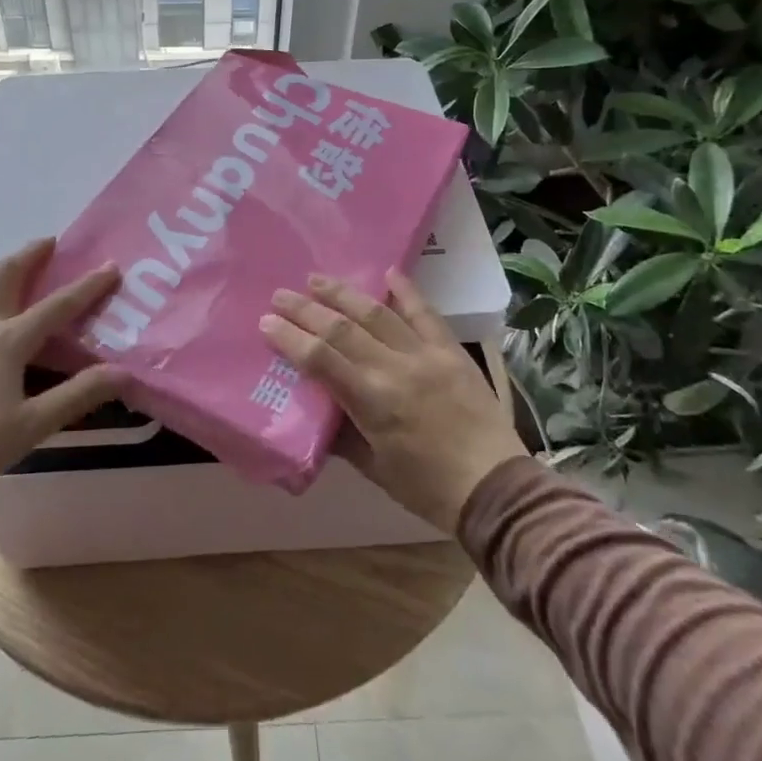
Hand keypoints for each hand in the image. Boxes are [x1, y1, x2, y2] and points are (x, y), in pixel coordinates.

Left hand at [0, 237, 123, 491]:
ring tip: (8, 272)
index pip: (57, 306)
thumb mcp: (34, 425)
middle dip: (31, 254)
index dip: (87, 286)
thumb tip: (123, 373)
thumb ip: (79, 395)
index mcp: (8, 341)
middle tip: (50, 242)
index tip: (111, 266)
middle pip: (6, 274)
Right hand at [260, 270, 525, 531]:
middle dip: (306, 309)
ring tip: (316, 279)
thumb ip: (342, 435)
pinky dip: (406, 291)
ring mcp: (425, 355)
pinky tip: (387, 273)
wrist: (495, 486)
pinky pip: (425, 313)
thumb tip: (316, 409)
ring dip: (343, 294)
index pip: (320, 360)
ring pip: (376, 313)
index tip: (266, 321)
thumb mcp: (374, 469)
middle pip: (341, 329)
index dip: (290, 338)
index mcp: (372, 403)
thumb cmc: (427, 488)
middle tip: (280, 295)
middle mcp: (394, 369)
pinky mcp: (450, 351)